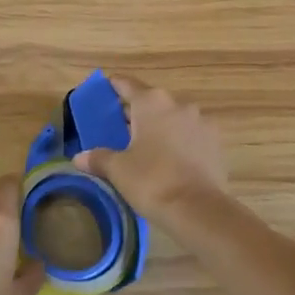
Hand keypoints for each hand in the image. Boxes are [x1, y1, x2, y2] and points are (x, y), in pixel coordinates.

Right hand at [72, 77, 228, 227]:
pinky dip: (178, 141)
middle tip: (118, 128)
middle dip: (135, 112)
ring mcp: (201, 122)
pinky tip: (169, 159)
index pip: (127, 84)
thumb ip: (98, 158)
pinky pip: (190, 134)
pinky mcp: (215, 142)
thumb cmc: (152, 181)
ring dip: (159, 126)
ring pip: (173, 117)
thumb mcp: (118, 169)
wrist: (198, 209)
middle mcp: (179, 104)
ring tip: (145, 146)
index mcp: (152, 103)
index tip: (104, 90)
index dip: (113, 86)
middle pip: (151, 101)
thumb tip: (79, 158)